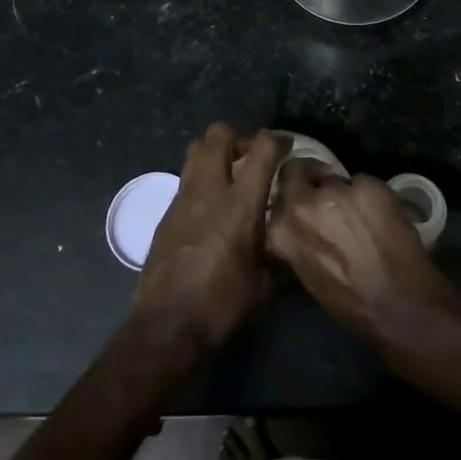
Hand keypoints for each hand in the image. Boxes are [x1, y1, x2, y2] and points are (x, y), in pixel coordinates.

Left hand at [133, 124, 282, 352]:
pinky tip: (212, 203)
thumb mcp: (266, 284)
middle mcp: (209, 190)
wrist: (165, 326)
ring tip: (232, 171)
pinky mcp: (167, 211)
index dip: (278, 140)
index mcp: (239, 204)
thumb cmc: (221, 305)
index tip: (287, 147)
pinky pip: (186, 177)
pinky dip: (202, 176)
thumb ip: (282, 252)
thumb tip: (294, 239)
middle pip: (219, 133)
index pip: (261, 148)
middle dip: (241, 135)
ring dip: (217, 150)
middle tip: (254, 154)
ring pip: (197, 148)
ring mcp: (183, 197)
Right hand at [267, 165, 457, 343]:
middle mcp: (303, 204)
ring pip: (336, 178)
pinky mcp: (368, 185)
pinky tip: (381, 217)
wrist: (398, 305)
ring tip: (360, 213)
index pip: (278, 190)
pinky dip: (371, 195)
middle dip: (311, 176)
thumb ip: (296, 238)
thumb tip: (301, 222)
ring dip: (344, 191)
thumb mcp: (305, 271)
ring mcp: (336, 191)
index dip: (293, 188)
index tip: (304, 191)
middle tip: (327, 188)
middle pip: (299, 170)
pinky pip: (364, 182)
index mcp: (281, 230)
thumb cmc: (349, 301)